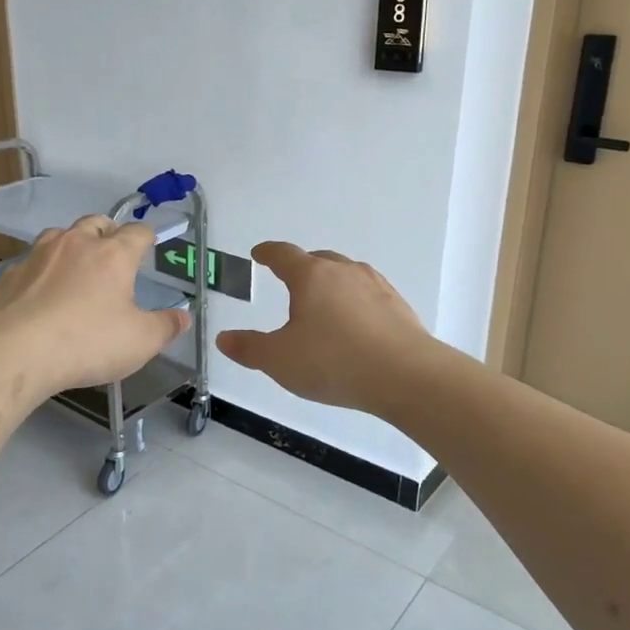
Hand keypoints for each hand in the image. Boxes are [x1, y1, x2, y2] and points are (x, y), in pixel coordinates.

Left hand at [0, 216, 190, 394]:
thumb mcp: (140, 342)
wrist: (19, 351)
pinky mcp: (13, 275)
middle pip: (96, 222)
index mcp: (113, 255)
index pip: (137, 232)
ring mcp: (40, 256)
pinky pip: (32, 263)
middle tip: (112, 252)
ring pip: (60, 235)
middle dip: (107, 232)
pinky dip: (42, 272)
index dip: (146, 237)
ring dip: (71, 245)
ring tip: (76, 268)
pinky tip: (42, 294)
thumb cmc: (89, 342)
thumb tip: (183, 317)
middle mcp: (76, 244)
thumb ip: (165, 326)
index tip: (149, 245)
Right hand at [216, 243, 431, 413]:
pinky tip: (355, 324)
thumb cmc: (333, 361)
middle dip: (301, 266)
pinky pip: (369, 294)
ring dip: (331, 283)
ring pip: (346, 275)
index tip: (259, 253)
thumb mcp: (279, 360)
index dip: (268, 253)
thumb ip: (249, 348)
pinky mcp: (398, 307)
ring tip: (323, 303)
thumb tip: (224, 339)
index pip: (284, 255)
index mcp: (311, 277)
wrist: (406, 375)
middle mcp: (344, 272)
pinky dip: (355, 302)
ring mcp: (376, 286)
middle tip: (290, 279)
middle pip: (318, 259)